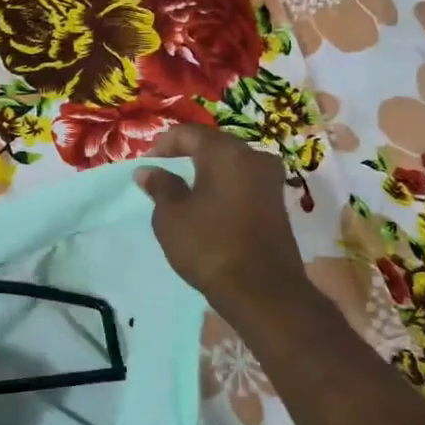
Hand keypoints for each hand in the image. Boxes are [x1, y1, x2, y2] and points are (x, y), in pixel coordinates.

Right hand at [136, 126, 308, 312]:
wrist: (263, 291)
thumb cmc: (210, 246)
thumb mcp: (171, 217)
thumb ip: (160, 187)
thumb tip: (148, 170)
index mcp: (226, 152)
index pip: (188, 133)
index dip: (162, 145)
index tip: (146, 166)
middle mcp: (254, 156)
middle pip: (213, 145)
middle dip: (185, 157)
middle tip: (162, 176)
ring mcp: (271, 180)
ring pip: (231, 165)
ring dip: (206, 174)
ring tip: (183, 194)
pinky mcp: (278, 203)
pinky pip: (244, 183)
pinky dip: (223, 188)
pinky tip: (208, 208)